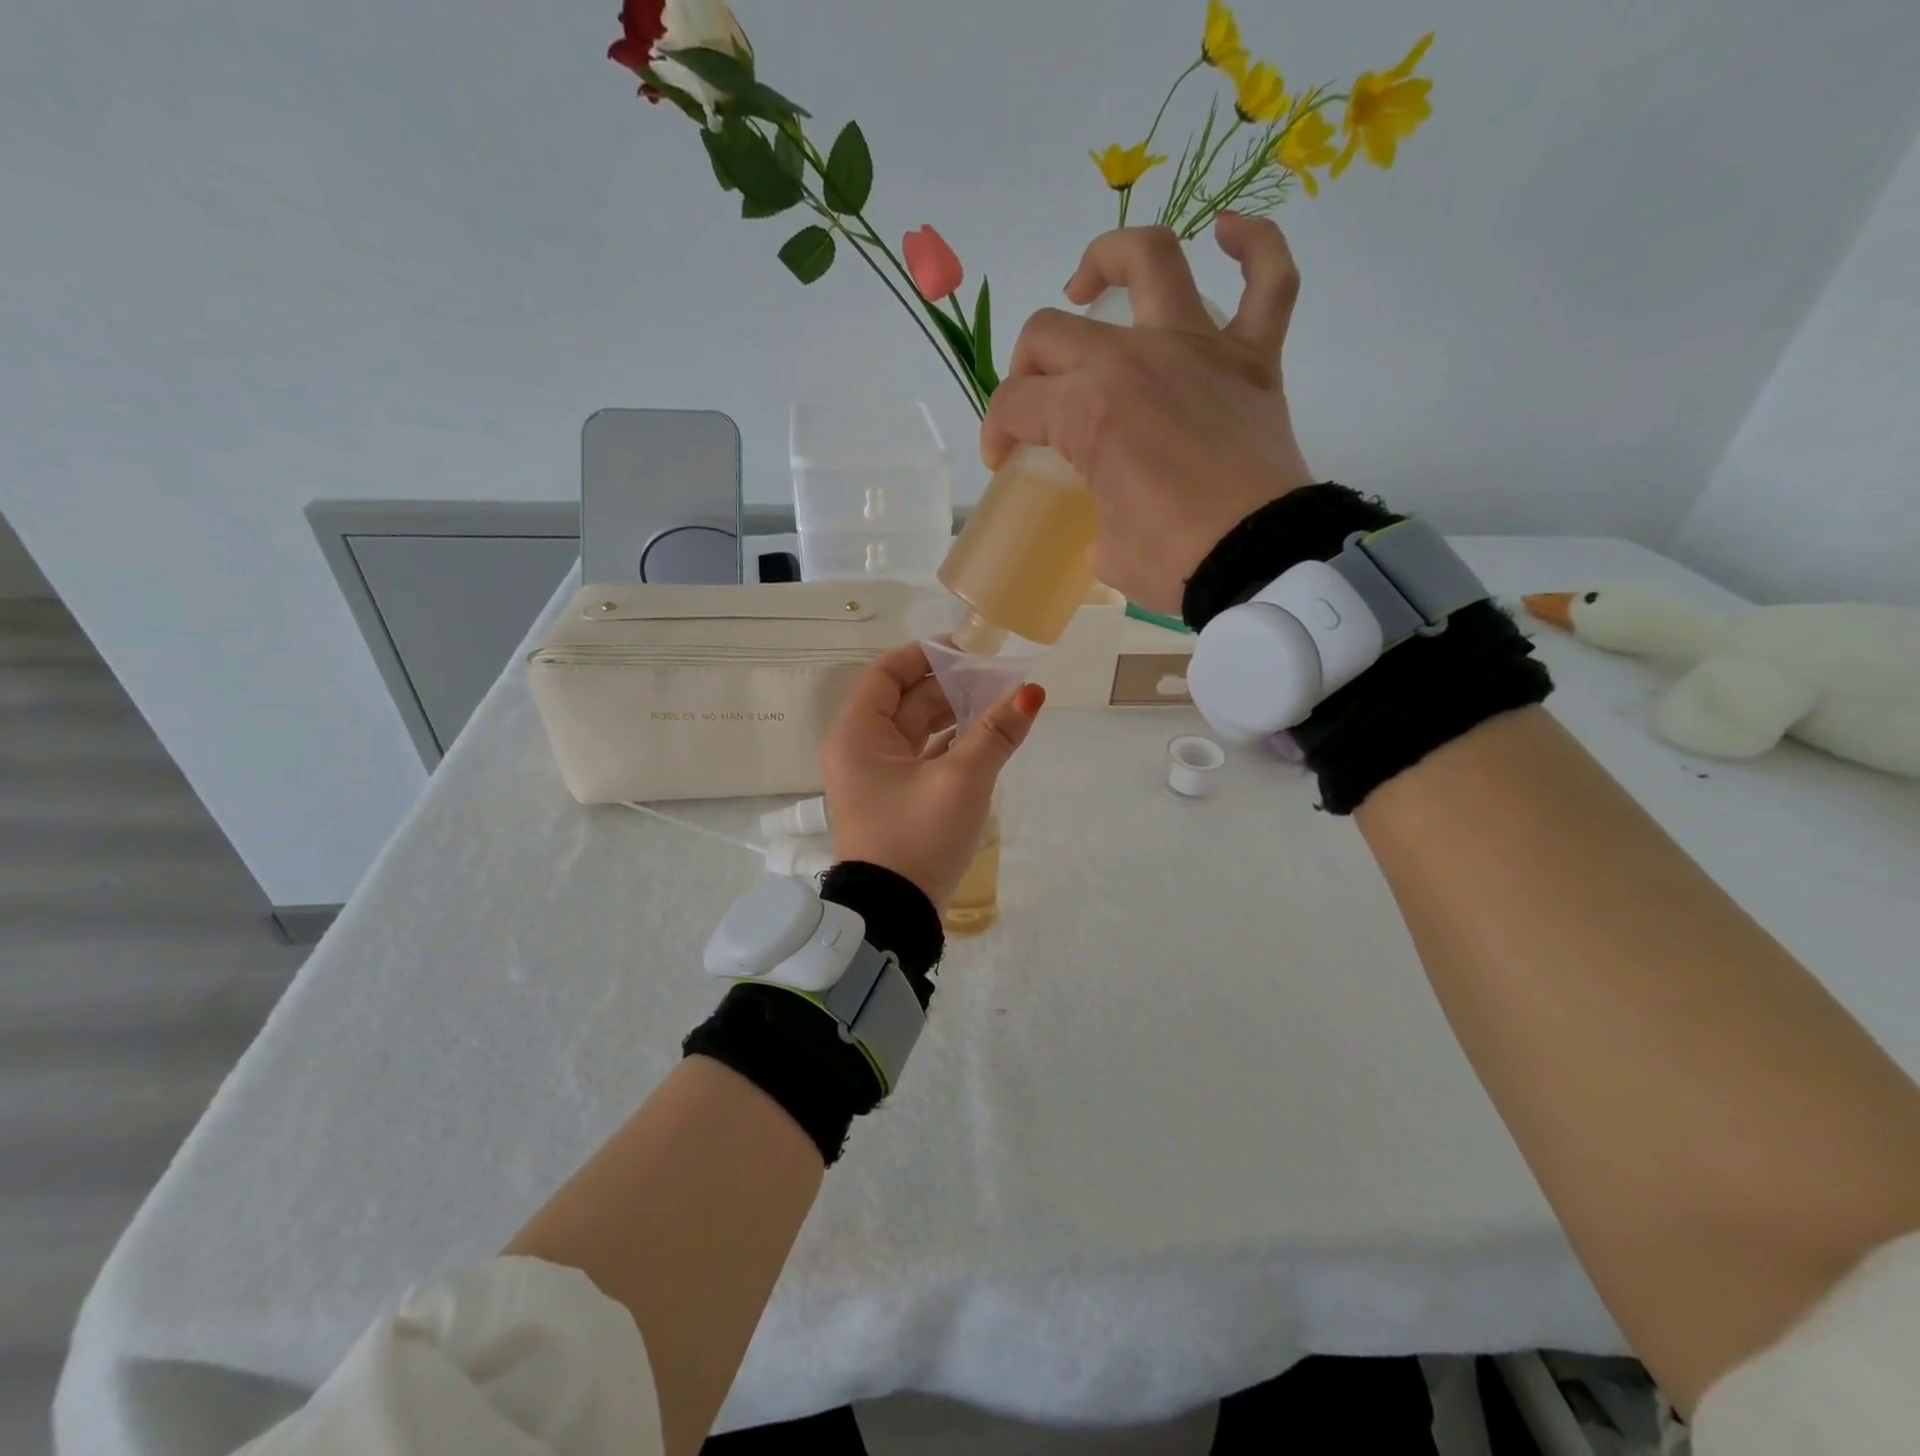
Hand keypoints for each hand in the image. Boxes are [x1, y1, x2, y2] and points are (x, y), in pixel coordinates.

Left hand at [820, 644, 1044, 910]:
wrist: (893, 915)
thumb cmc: (918, 837)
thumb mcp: (962, 781)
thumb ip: (995, 733)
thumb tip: (1030, 693)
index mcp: (858, 735)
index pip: (886, 673)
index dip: (925, 656)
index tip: (968, 651)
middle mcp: (860, 749)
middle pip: (904, 700)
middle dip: (949, 686)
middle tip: (996, 677)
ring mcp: (876, 776)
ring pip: (915, 730)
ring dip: (953, 715)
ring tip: (998, 703)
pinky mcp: (894, 799)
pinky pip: (921, 757)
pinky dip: (949, 744)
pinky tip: (983, 738)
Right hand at [981, 214, 1315, 616]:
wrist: (1259, 561)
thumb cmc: (1174, 560)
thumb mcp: (1105, 548)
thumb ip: (1093, 513)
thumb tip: (1105, 514)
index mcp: (1087, 411)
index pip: (1016, 404)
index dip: (997, 432)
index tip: (1004, 461)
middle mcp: (1134, 360)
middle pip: (1052, 333)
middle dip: (1025, 368)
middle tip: (1034, 402)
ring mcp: (1197, 349)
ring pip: (1150, 261)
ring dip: (1108, 260)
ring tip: (1088, 284)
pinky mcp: (1253, 358)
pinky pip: (1267, 280)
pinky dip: (1252, 246)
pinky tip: (1226, 233)